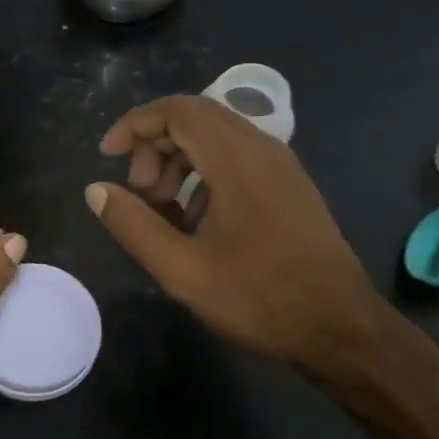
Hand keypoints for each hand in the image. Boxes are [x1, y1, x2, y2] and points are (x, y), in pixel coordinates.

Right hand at [86, 95, 384, 372]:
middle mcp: (263, 150)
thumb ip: (134, 225)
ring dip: (178, 162)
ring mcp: (281, 168)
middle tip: (139, 194)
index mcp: (237, 160)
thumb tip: (97, 191)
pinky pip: (236, 160)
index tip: (108, 157)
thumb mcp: (183, 269)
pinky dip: (204, 176)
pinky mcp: (289, 188)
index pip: (178, 110)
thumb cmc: (260, 298)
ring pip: (216, 139)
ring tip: (163, 211)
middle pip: (195, 119)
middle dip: (154, 147)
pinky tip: (195, 222)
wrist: (342, 329)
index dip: (135, 125)